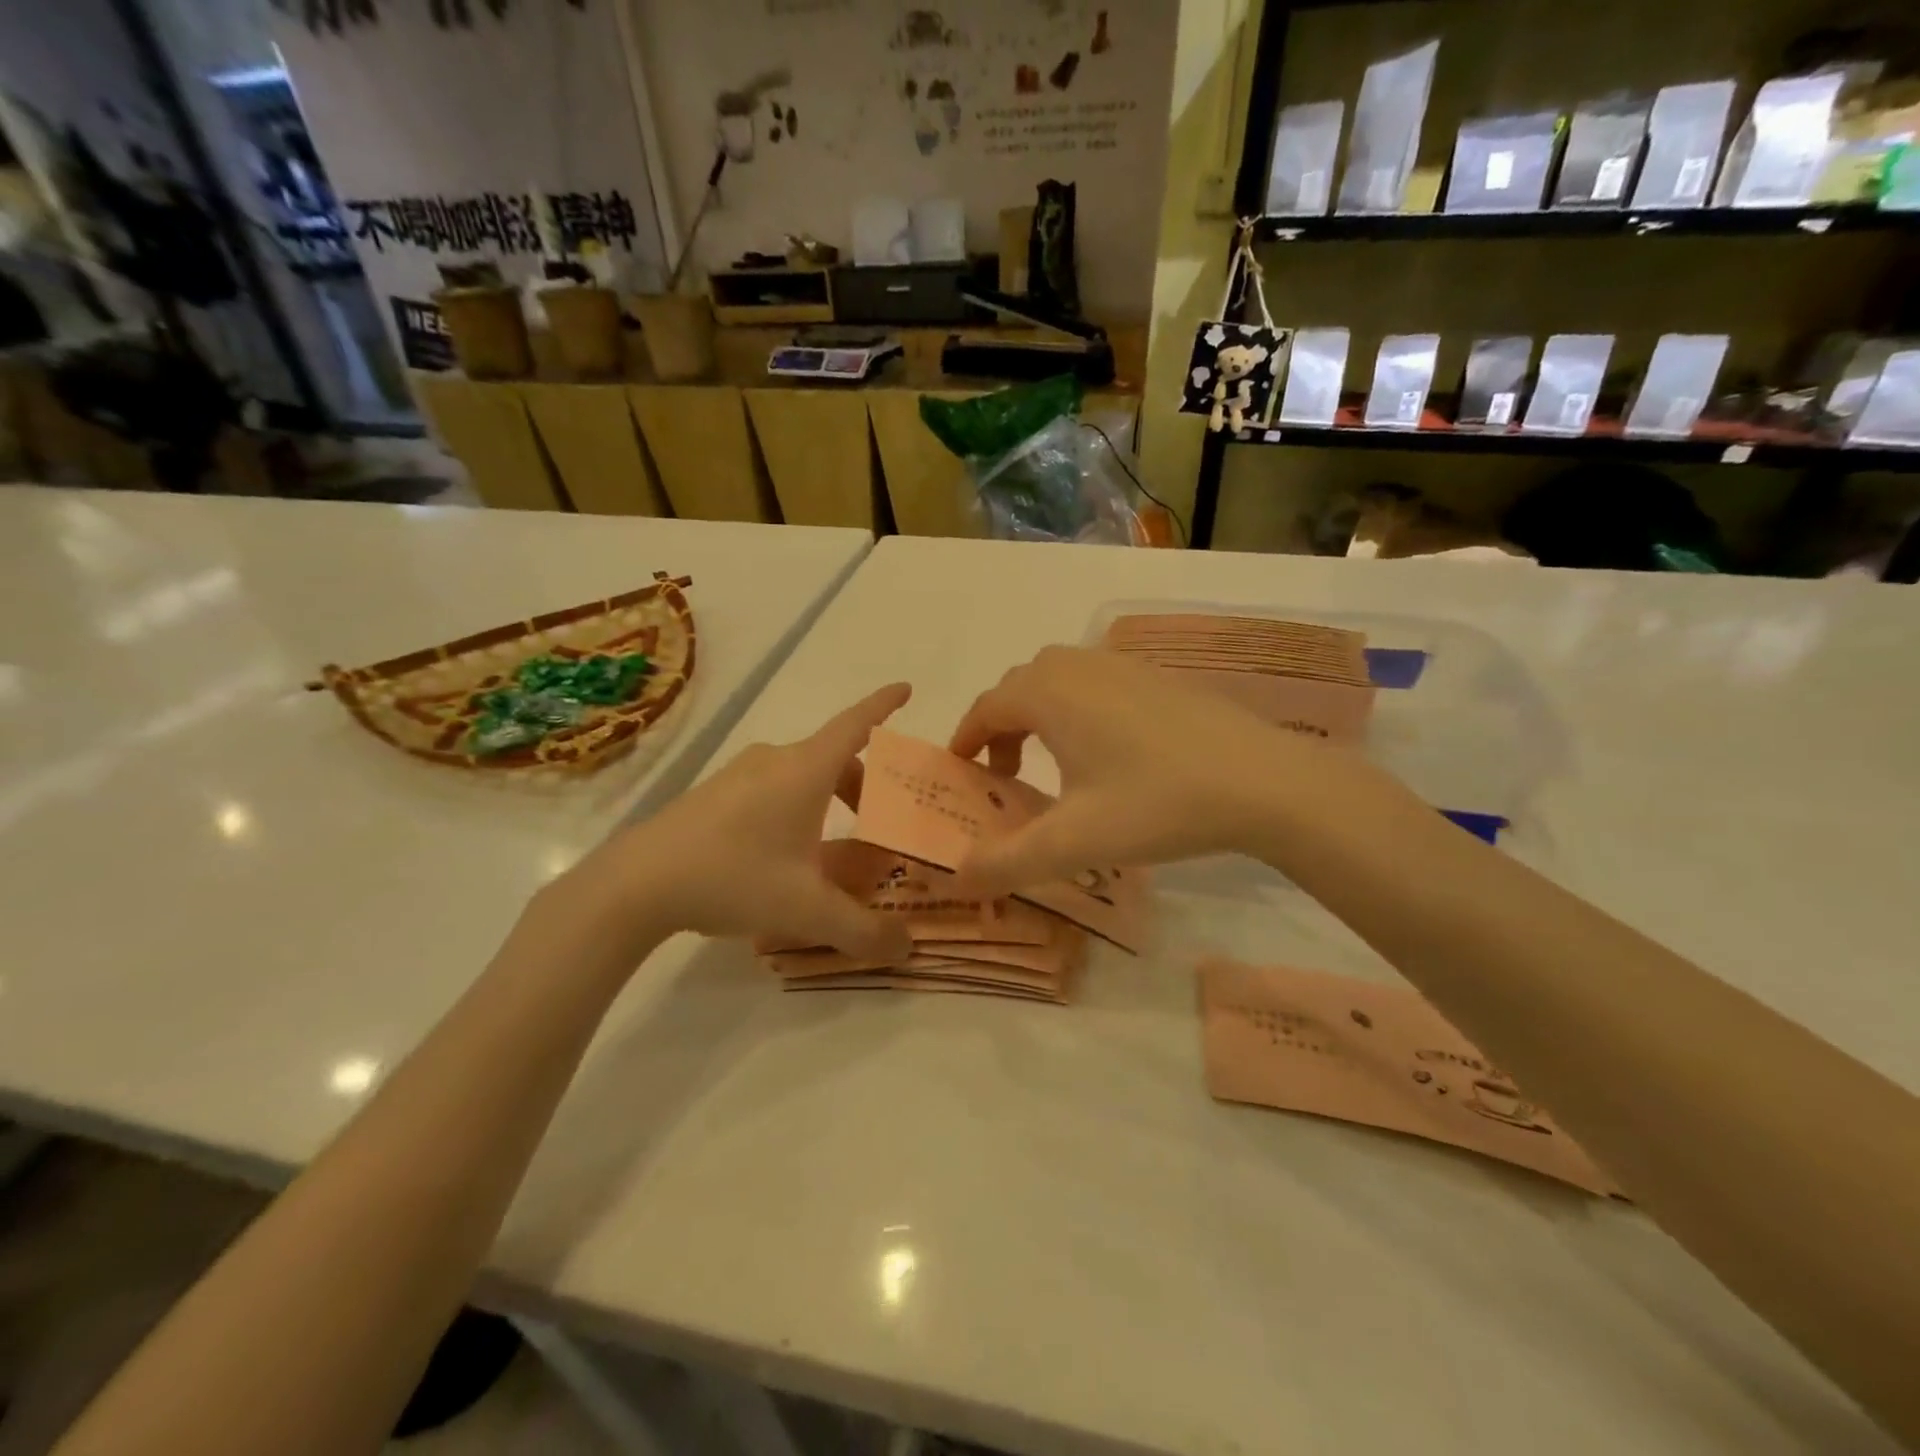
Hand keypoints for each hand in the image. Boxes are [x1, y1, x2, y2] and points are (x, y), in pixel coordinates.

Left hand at [555, 685, 915, 963]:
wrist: (636, 883)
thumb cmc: (734, 878)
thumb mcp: (808, 911)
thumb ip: (863, 931)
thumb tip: (907, 948)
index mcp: (806, 770)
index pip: (856, 724)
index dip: (884, 705)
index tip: (906, 688)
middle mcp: (775, 760)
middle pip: (834, 759)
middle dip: (864, 786)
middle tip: (878, 822)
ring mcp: (739, 774)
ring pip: (802, 775)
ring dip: (829, 799)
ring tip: (833, 849)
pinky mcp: (714, 794)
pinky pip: (772, 789)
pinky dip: (796, 808)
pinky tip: (784, 857)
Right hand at [947, 647, 1347, 894]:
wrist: (1262, 780)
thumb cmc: (1157, 803)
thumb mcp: (1074, 843)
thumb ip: (1007, 862)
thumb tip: (957, 878)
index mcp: (1049, 694)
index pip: (986, 707)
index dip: (966, 738)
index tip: (960, 770)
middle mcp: (1080, 666)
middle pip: (1019, 687)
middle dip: (1001, 728)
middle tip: (1006, 776)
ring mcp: (1124, 665)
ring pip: (1059, 680)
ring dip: (1039, 715)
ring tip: (1054, 764)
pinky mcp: (1158, 676)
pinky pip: (1095, 682)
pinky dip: (1077, 708)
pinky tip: (1108, 753)